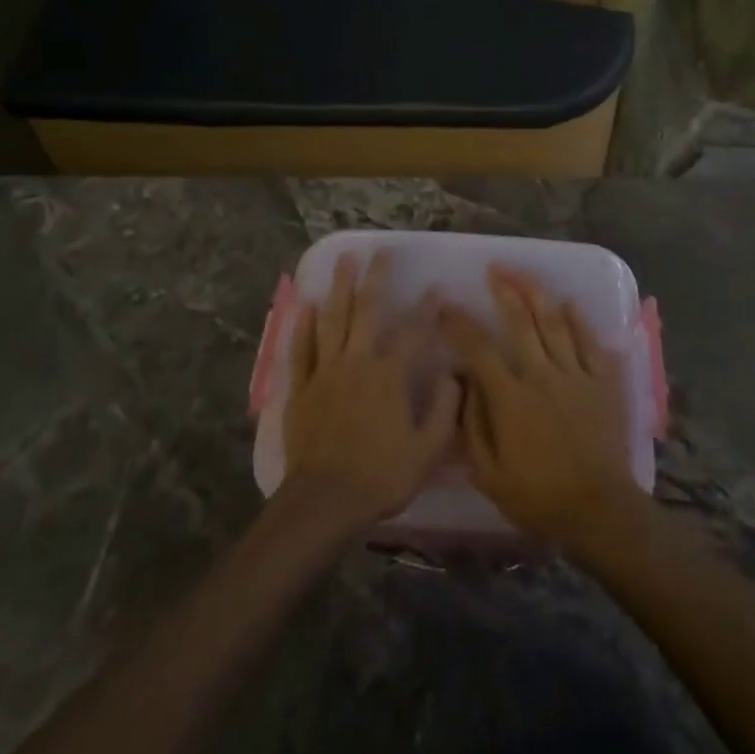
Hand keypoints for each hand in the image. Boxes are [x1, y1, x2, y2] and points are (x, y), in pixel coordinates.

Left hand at [283, 251, 459, 529]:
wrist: (324, 502)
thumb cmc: (380, 476)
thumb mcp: (427, 450)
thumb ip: (445, 409)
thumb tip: (454, 375)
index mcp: (389, 375)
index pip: (413, 332)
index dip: (427, 309)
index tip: (437, 289)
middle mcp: (357, 361)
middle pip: (366, 310)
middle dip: (376, 278)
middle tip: (381, 251)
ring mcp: (325, 371)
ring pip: (332, 319)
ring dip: (340, 287)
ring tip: (343, 260)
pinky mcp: (301, 387)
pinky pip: (301, 349)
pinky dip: (304, 326)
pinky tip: (306, 306)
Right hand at [438, 267, 642, 546]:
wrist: (599, 510)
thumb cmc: (539, 496)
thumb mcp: (489, 474)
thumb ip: (472, 425)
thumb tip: (462, 382)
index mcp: (511, 398)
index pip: (479, 349)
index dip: (459, 324)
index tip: (445, 307)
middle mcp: (542, 375)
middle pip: (520, 322)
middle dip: (505, 291)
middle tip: (494, 269)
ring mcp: (576, 374)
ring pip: (555, 323)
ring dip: (538, 294)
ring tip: (524, 275)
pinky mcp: (603, 381)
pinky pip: (590, 341)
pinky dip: (578, 319)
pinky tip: (569, 302)